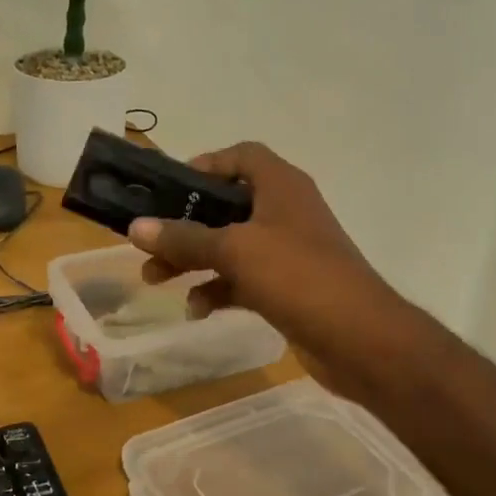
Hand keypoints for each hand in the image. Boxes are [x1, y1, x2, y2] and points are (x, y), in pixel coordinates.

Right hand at [127, 142, 398, 374]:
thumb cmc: (298, 276)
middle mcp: (284, 212)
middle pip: (226, 205)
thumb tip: (135, 227)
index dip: (205, 165)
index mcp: (281, 186)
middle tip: (149, 242)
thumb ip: (184, 238)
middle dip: (185, 224)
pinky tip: (195, 310)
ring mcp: (287, 252)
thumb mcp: (235, 251)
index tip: (169, 189)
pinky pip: (242, 280)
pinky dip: (217, 290)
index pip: (241, 156)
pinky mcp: (286, 287)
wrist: (360, 339)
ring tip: (154, 280)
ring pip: (229, 246)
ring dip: (193, 260)